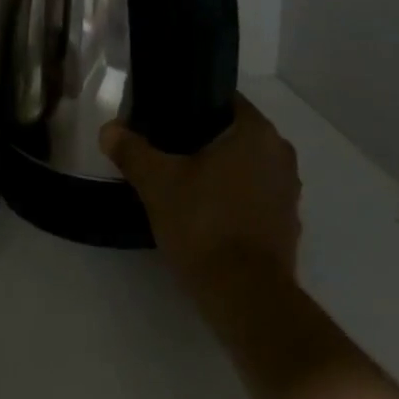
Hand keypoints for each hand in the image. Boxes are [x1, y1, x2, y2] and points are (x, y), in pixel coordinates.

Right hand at [100, 93, 301, 307]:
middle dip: (203, 138)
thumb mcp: (157, 183)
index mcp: (257, 132)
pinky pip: (255, 196)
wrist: (246, 298)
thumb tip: (109, 130)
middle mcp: (280, 154)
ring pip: (246, 165)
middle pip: (234, 133)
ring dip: (220, 170)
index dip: (193, 103)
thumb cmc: (205, 224)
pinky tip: (205, 212)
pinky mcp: (287, 225)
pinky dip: (233, 198)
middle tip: (165, 148)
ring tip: (181, 180)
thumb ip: (132, 151)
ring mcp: (288, 192)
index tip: (165, 116)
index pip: (224, 99)